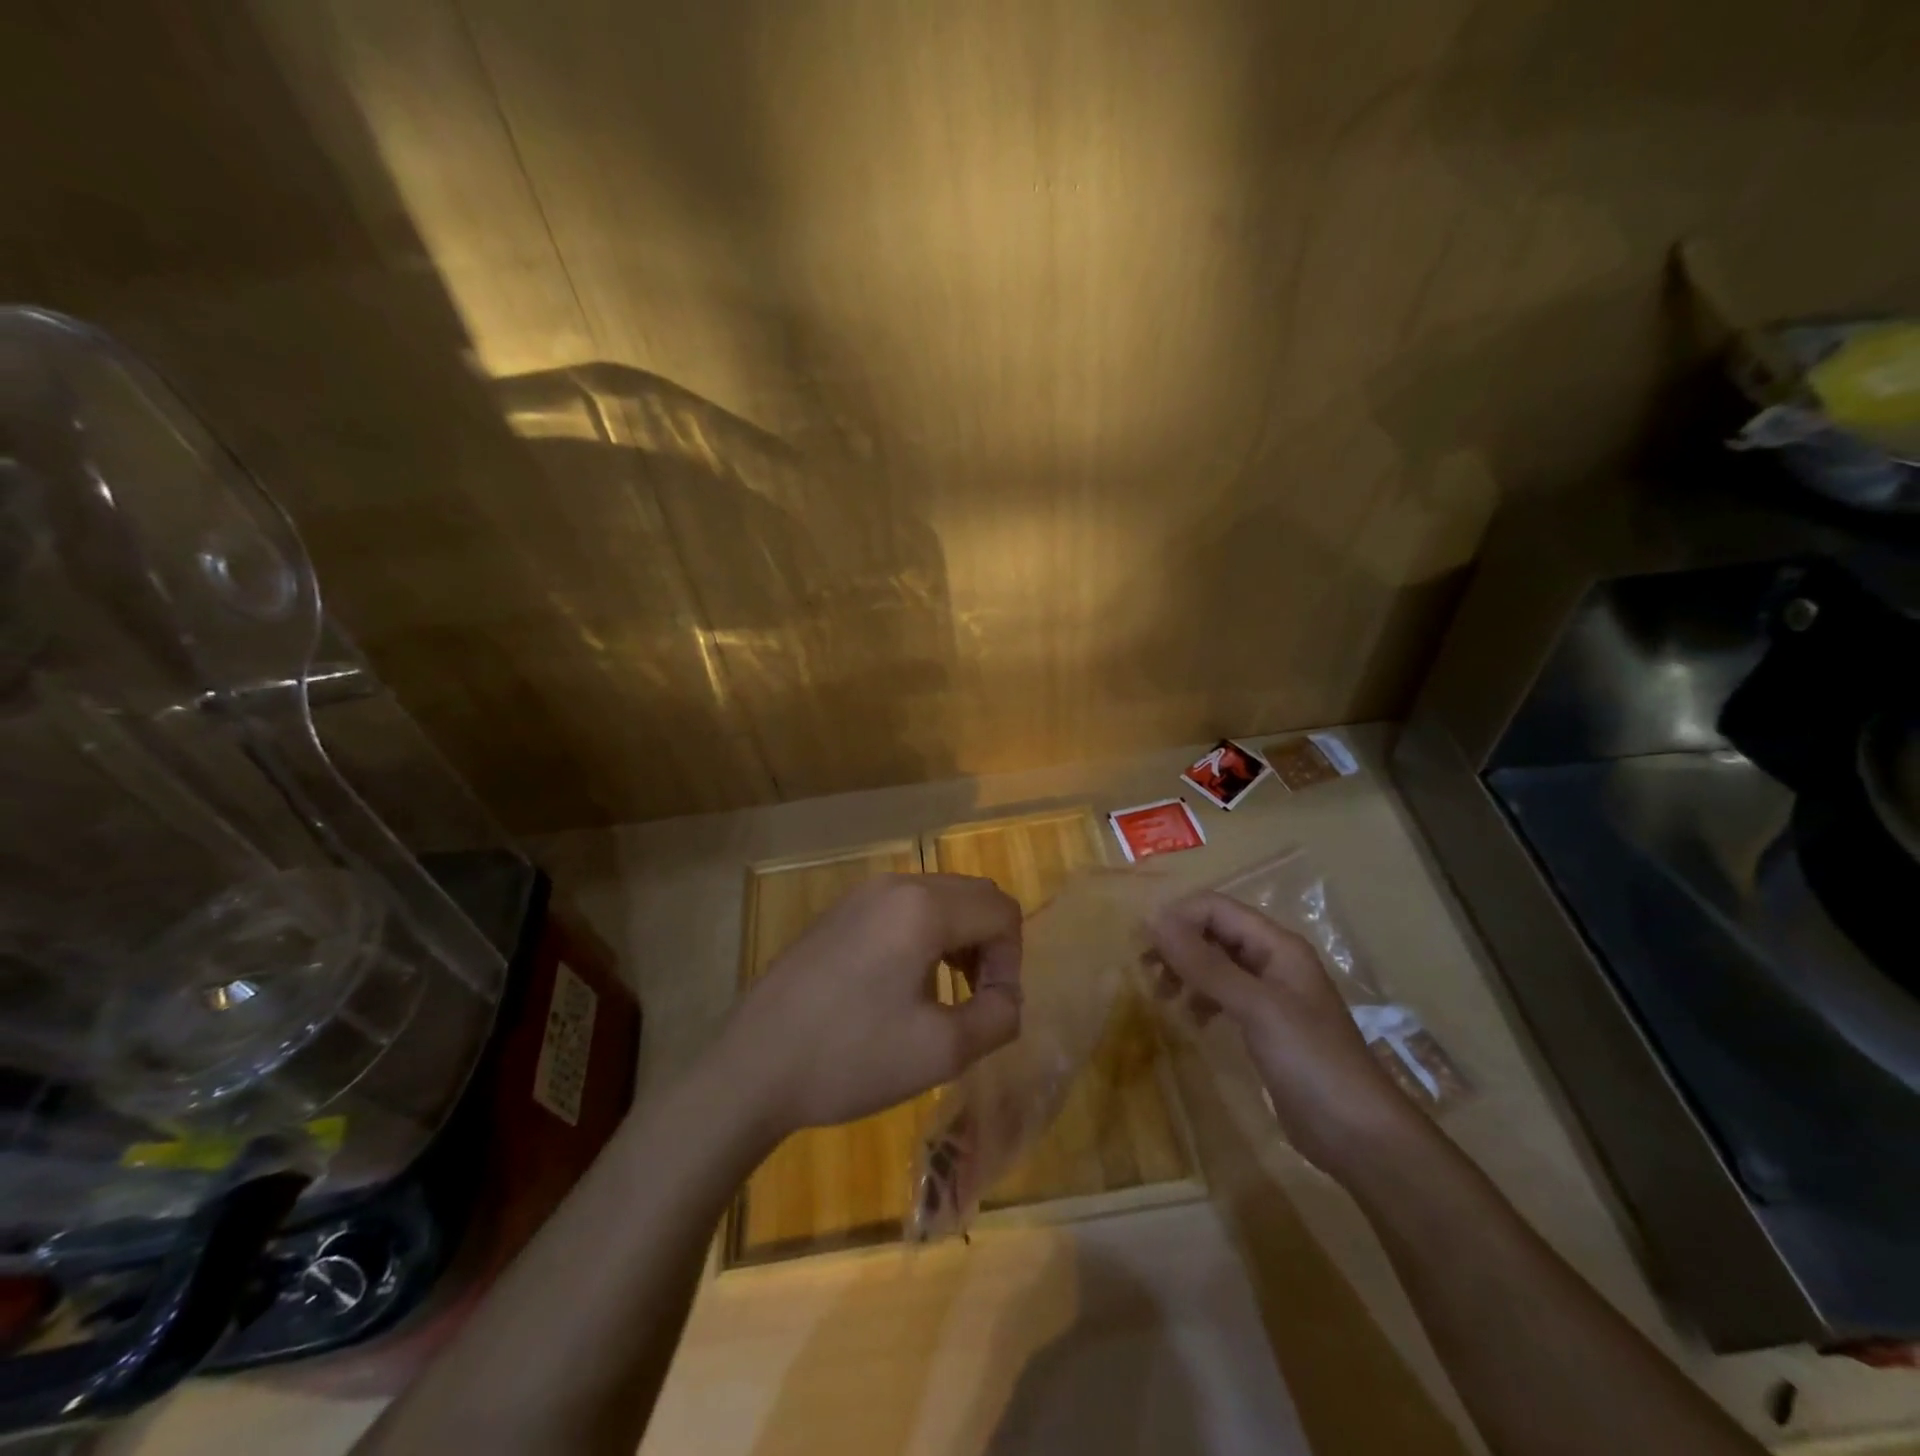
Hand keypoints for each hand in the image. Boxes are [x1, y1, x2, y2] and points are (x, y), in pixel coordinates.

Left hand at [717, 874, 1023, 1139]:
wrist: (753, 1067)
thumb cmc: (851, 1057)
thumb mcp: (942, 1050)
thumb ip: (998, 1017)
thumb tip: (1008, 998)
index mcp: (923, 907)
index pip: (1001, 911)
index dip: (1011, 961)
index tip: (992, 1008)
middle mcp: (896, 885)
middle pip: (973, 896)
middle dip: (989, 945)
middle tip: (975, 1000)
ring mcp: (861, 894)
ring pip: (939, 898)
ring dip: (959, 939)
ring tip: (945, 995)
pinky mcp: (839, 912)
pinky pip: (904, 908)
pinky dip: (925, 935)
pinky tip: (904, 985)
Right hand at [1146, 891, 1423, 1171]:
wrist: (1360, 1136)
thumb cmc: (1311, 1061)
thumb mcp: (1255, 1007)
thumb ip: (1205, 963)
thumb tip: (1154, 920)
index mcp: (1277, 945)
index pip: (1216, 908)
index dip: (1178, 918)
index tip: (1143, 945)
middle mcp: (1273, 961)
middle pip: (1214, 932)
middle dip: (1177, 944)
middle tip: (1145, 970)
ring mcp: (1270, 995)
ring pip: (1216, 963)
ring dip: (1185, 970)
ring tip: (1161, 995)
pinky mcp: (1265, 1026)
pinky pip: (1223, 995)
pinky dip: (1201, 998)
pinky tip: (1192, 1020)